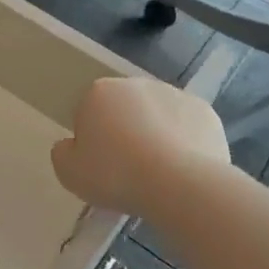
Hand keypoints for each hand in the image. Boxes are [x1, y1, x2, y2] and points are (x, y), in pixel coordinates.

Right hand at [51, 76, 229, 217]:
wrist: (178, 185)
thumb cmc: (115, 174)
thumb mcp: (69, 172)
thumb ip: (62, 153)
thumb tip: (71, 146)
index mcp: (99, 92)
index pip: (88, 113)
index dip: (91, 141)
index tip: (99, 166)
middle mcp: (136, 84)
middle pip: (124, 110)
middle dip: (125, 132)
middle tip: (128, 171)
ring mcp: (175, 95)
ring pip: (158, 116)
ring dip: (156, 135)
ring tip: (159, 174)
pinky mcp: (206, 112)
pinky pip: (187, 129)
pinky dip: (185, 144)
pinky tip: (184, 170)